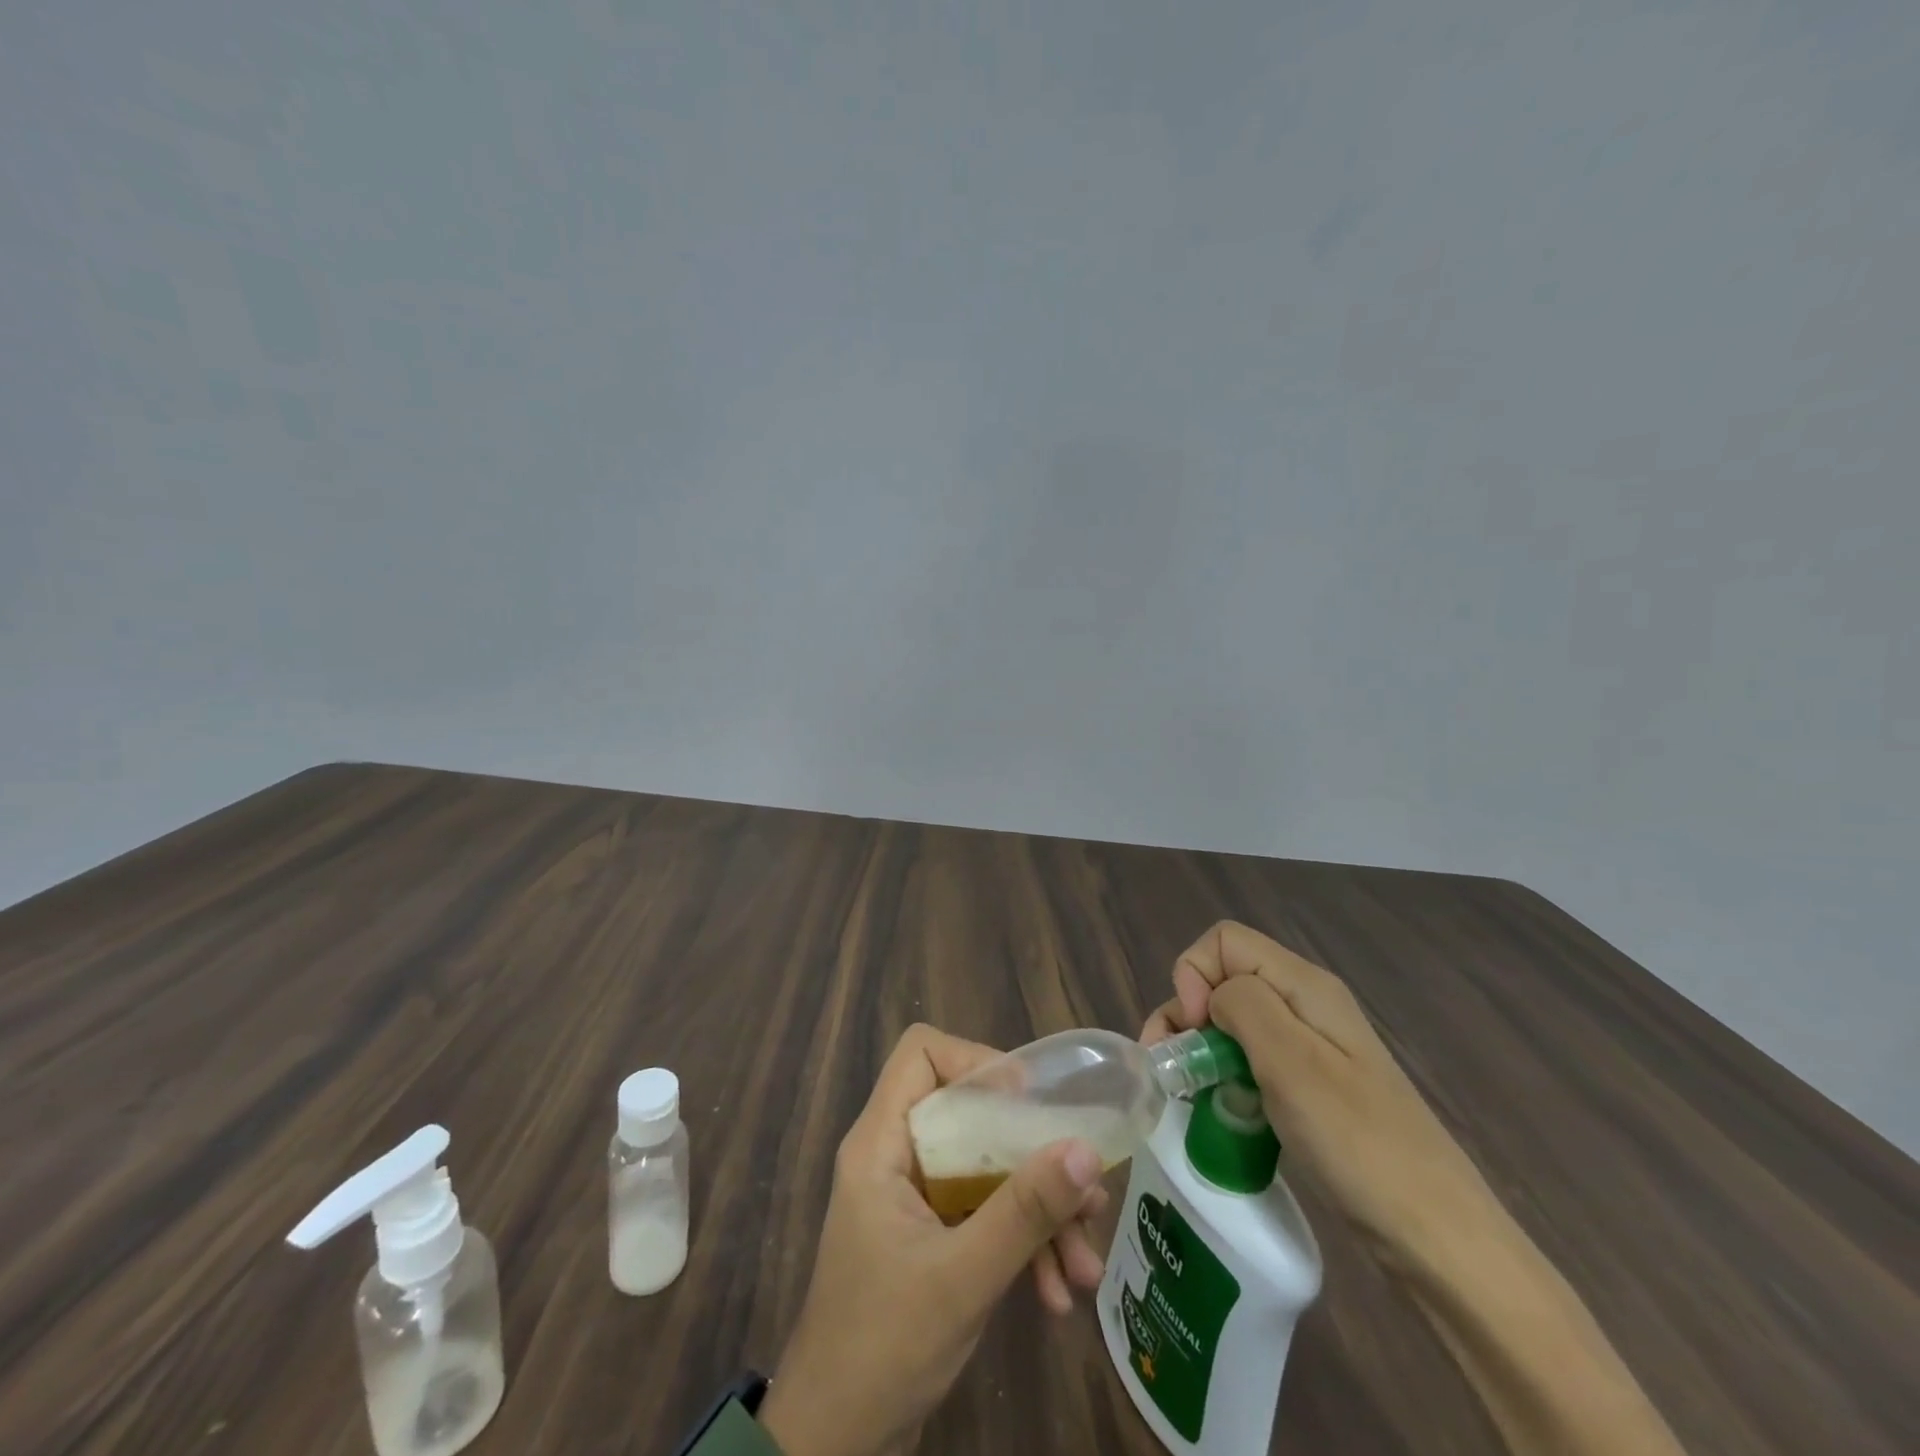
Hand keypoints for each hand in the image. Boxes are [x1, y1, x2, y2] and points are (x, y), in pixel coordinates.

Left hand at [758, 1024, 1108, 1455]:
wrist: (836, 1446)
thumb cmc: (884, 1346)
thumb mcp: (963, 1276)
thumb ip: (1025, 1211)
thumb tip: (1086, 1149)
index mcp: (882, 1142)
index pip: (923, 1054)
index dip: (977, 1062)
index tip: (1029, 1104)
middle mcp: (897, 1155)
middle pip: (970, 1114)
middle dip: (1032, 1155)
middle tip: (1085, 1192)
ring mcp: (915, 1197)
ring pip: (986, 1168)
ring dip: (1038, 1211)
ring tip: (1085, 1263)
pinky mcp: (932, 1236)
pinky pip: (985, 1213)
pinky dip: (1023, 1244)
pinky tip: (1058, 1294)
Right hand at [1142, 921, 1500, 1269]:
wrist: (1437, 1236)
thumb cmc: (1358, 1143)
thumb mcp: (1291, 1063)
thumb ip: (1243, 1005)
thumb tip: (1211, 995)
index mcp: (1304, 985)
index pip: (1224, 941)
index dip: (1194, 974)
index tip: (1193, 1031)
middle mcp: (1305, 1003)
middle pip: (1224, 978)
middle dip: (1186, 1012)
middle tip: (1173, 1069)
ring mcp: (1310, 1046)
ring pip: (1233, 1019)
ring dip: (1201, 1046)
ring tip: (1188, 1092)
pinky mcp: (1310, 1084)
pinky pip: (1251, 1057)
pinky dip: (1224, 1073)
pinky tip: (1221, 1107)